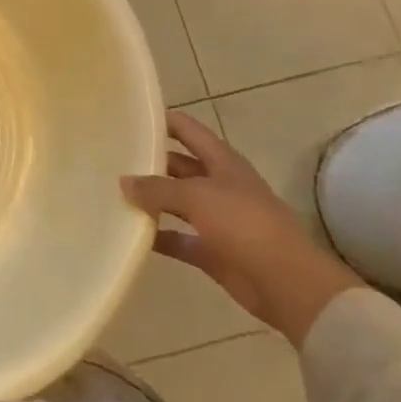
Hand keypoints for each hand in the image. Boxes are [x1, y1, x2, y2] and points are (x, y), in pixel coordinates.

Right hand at [121, 110, 361, 345]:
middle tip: (113, 157)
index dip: (162, 120)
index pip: (188, 130)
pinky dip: (159, 236)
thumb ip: (156, 188)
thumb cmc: (244, 224)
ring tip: (115, 192)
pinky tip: (132, 233)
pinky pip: (179, 239)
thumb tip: (124, 182)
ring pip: (177, 203)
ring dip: (152, 200)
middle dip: (151, 161)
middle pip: (180, 166)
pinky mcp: (213, 252)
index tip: (130, 117)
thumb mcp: (196, 196)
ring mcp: (218, 220)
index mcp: (222, 162)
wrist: (287, 284)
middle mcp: (220, 185)